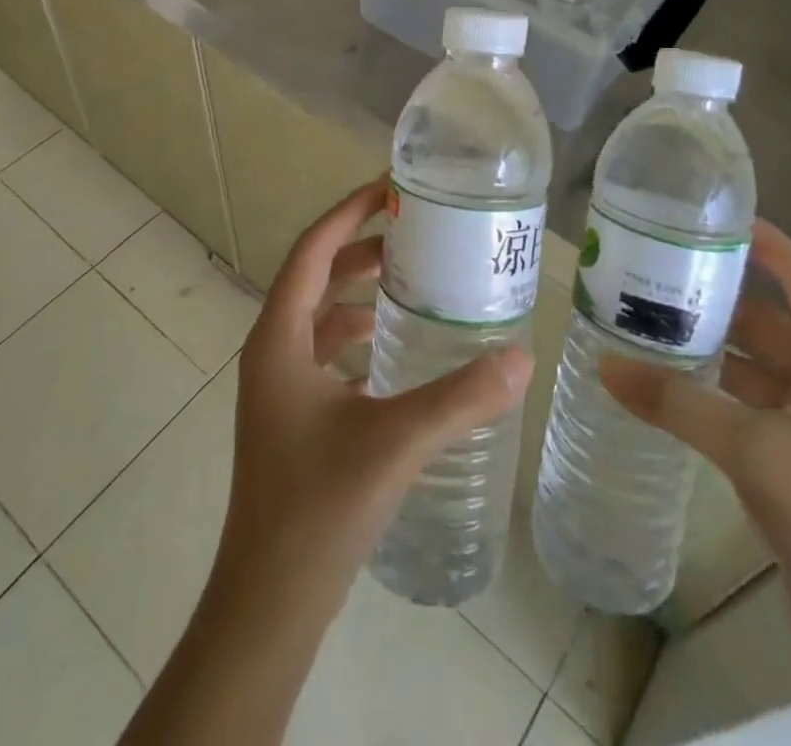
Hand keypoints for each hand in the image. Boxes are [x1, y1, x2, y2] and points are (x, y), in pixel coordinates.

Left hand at [213, 178, 532, 620]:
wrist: (268, 602)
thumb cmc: (318, 507)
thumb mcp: (395, 441)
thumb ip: (460, 398)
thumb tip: (522, 357)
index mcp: (279, 338)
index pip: (313, 248)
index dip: (349, 211)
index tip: (390, 187)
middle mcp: (272, 350)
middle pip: (316, 275)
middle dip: (360, 247)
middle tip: (415, 232)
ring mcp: (279, 386)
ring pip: (320, 315)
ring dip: (358, 290)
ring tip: (412, 279)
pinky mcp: (292, 416)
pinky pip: (325, 352)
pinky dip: (357, 334)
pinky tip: (395, 348)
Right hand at [600, 219, 790, 634]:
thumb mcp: (752, 449)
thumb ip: (676, 402)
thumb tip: (604, 366)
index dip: (764, 243)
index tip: (710, 216)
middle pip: (771, 321)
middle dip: (718, 297)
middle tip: (657, 271)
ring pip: (756, 364)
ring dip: (711, 346)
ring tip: (649, 319)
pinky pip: (750, 404)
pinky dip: (714, 390)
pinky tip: (669, 382)